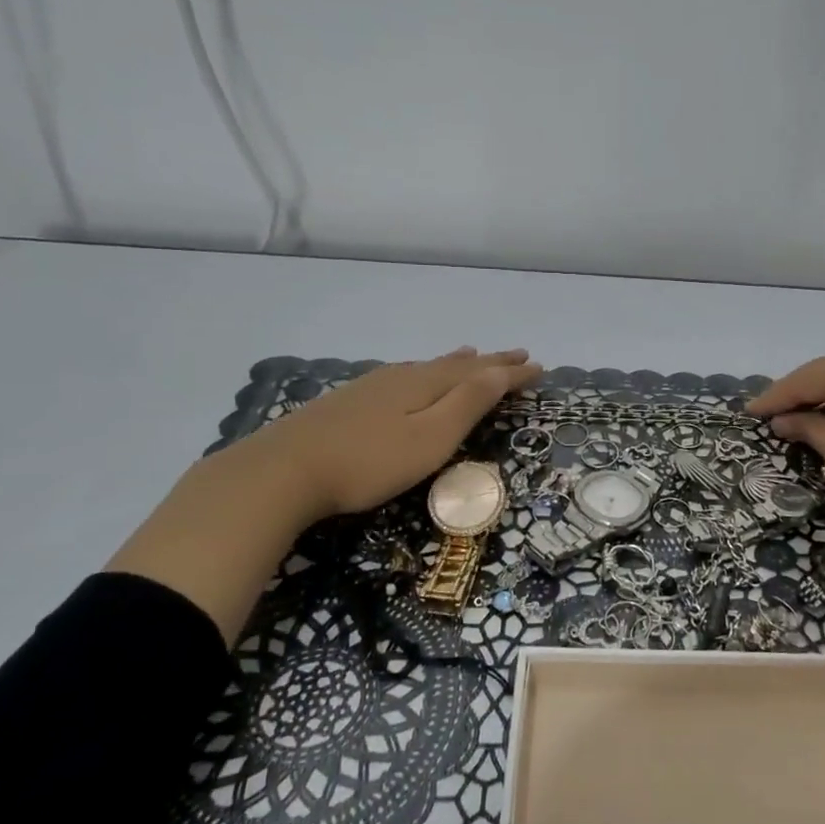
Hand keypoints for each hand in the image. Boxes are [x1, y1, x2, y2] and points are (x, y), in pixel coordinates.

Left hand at [240, 347, 543, 518]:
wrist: (285, 470)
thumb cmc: (370, 462)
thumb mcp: (430, 437)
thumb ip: (467, 403)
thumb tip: (500, 370)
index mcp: (428, 385)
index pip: (481, 374)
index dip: (511, 371)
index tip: (539, 366)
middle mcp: (404, 377)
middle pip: (456, 365)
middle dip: (490, 362)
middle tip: (518, 353)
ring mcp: (373, 387)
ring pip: (427, 367)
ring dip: (457, 363)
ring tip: (473, 354)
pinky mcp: (351, 401)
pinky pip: (404, 376)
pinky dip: (424, 372)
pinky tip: (413, 376)